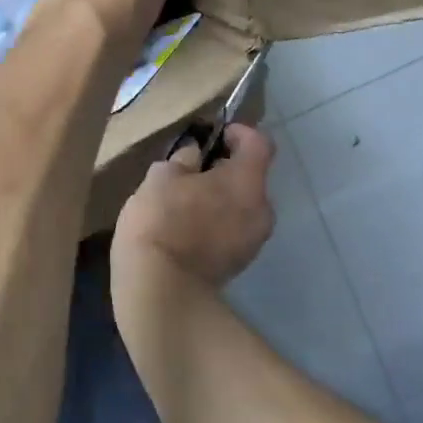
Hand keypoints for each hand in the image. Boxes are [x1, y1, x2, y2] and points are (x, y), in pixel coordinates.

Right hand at [112, 126, 276, 303]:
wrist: (161, 290)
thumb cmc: (161, 221)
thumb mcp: (161, 177)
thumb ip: (183, 159)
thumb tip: (194, 154)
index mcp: (247, 181)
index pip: (259, 143)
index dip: (239, 133)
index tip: (214, 135)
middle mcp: (261, 209)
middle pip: (250, 177)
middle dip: (225, 170)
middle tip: (190, 172)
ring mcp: (253, 241)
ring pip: (241, 206)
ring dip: (220, 199)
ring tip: (184, 203)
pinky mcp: (239, 265)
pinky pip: (232, 230)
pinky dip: (216, 223)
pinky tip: (185, 230)